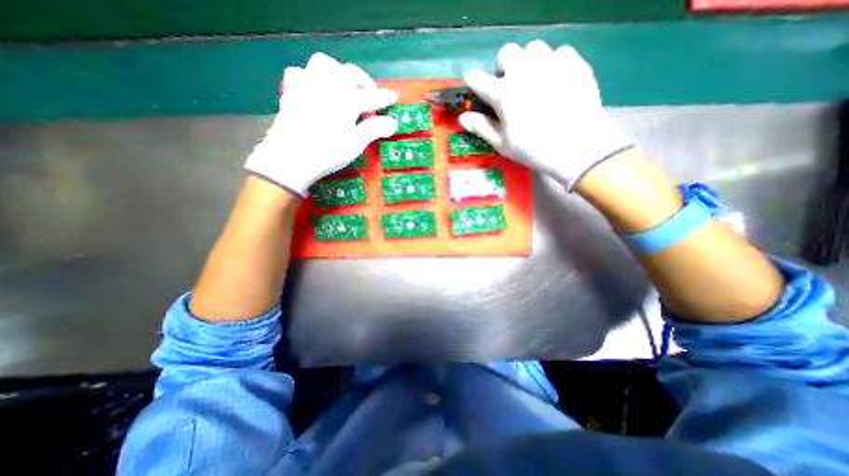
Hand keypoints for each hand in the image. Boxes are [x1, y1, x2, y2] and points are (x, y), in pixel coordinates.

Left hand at [245, 54, 399, 195]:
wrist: (290, 158)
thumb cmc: (327, 153)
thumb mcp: (355, 144)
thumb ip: (374, 129)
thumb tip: (393, 122)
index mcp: (346, 100)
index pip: (371, 96)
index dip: (384, 98)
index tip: (394, 98)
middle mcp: (327, 86)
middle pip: (350, 73)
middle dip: (364, 82)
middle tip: (371, 95)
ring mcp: (307, 85)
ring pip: (324, 64)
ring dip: (338, 72)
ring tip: (344, 87)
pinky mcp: (292, 91)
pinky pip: (301, 73)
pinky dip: (312, 78)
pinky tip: (316, 90)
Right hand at [461, 39, 631, 188]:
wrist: (577, 145)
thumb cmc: (533, 149)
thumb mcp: (502, 143)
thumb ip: (481, 127)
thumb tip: (462, 117)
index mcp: (502, 93)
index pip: (477, 78)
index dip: (474, 82)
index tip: (476, 86)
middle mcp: (523, 71)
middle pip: (506, 53)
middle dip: (503, 67)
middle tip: (509, 86)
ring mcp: (549, 63)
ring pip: (532, 48)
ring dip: (528, 62)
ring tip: (533, 81)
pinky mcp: (573, 63)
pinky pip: (558, 53)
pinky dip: (553, 64)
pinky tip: (556, 82)